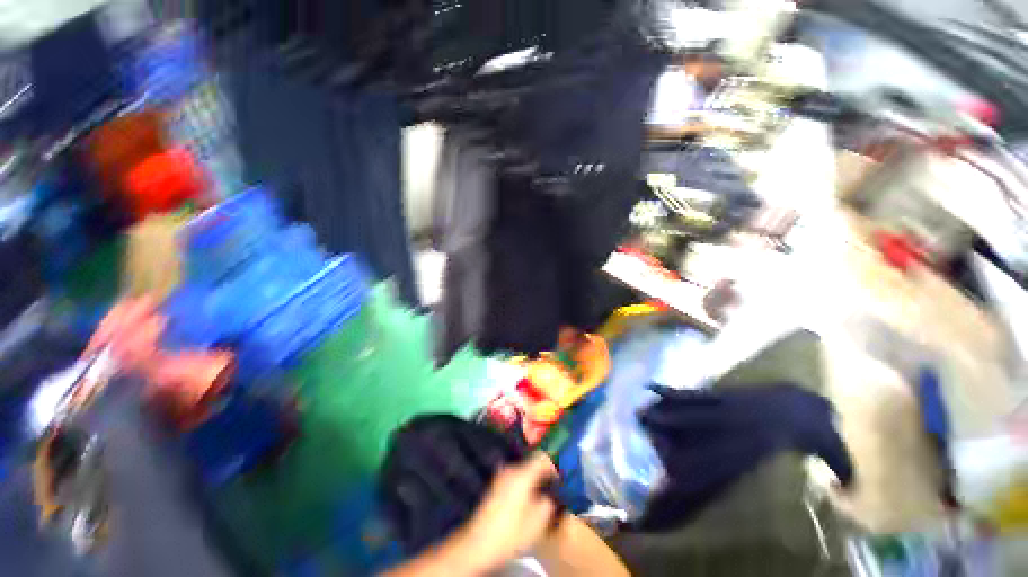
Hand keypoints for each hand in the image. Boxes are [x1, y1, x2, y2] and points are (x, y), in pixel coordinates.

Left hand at [455, 452, 559, 572]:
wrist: (478, 545)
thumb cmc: (510, 533)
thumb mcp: (537, 522)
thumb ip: (548, 502)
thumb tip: (551, 494)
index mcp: (522, 474)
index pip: (542, 457)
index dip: (554, 466)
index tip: (561, 479)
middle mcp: (511, 469)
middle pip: (532, 463)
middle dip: (544, 474)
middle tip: (553, 489)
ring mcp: (501, 477)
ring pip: (523, 472)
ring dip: (534, 481)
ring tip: (542, 497)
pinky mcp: (496, 487)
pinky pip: (515, 479)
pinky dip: (524, 485)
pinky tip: (527, 502)